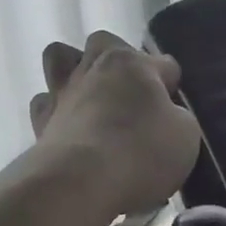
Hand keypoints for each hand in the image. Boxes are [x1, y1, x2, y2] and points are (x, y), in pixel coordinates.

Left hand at [29, 32, 200, 215]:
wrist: (80, 183)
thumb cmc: (142, 152)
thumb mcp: (186, 135)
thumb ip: (178, 117)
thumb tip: (166, 116)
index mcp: (133, 63)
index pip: (163, 62)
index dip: (172, 86)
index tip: (176, 111)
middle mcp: (94, 67)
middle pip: (104, 43)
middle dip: (118, 60)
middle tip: (131, 93)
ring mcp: (62, 91)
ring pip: (60, 58)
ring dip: (75, 69)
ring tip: (91, 96)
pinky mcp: (39, 121)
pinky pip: (44, 102)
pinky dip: (55, 109)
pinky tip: (69, 126)